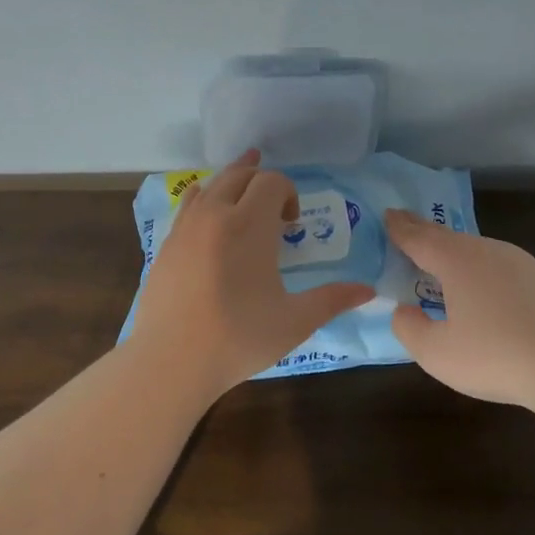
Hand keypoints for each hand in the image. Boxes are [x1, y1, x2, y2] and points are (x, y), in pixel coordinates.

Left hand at [130, 151, 374, 394]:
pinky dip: (205, 198)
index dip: (288, 193)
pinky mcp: (165, 243)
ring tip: (244, 188)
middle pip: (240, 174)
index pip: (272, 181)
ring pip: (211, 185)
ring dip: (232, 183)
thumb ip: (332, 300)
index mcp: (249, 223)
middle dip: (262, 182)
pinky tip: (208, 214)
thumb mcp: (294, 321)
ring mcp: (185, 226)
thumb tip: (369, 291)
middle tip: (274, 209)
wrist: (171, 360)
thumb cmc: (239, 338)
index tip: (292, 225)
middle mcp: (215, 213)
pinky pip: (188, 204)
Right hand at [386, 210, 534, 409]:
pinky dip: (489, 274)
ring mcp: (522, 263)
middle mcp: (488, 251)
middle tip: (407, 227)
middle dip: (425, 233)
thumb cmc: (497, 357)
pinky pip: (506, 270)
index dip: (399, 228)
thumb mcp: (437, 354)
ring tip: (446, 266)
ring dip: (459, 255)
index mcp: (456, 261)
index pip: (419, 237)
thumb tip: (404, 311)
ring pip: (480, 252)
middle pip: (449, 239)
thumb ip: (410, 329)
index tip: (387, 215)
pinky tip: (492, 296)